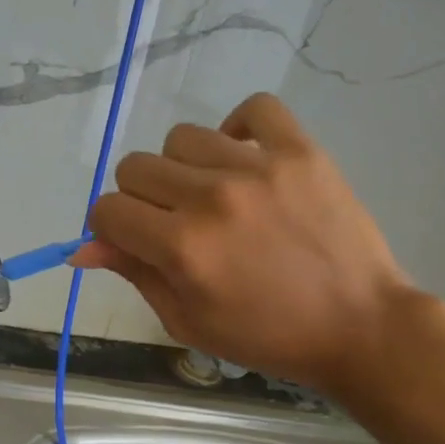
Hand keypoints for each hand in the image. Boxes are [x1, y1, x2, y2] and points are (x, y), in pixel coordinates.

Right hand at [75, 93, 415, 395]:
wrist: (362, 327)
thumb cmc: (267, 336)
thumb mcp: (187, 320)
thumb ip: (133, 274)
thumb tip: (82, 247)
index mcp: (181, 247)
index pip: (107, 210)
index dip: (109, 228)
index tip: (132, 240)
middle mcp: (211, 198)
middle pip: (135, 168)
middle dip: (140, 200)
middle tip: (174, 225)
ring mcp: (258, 167)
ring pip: (181, 137)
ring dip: (184, 168)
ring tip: (213, 195)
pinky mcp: (301, 151)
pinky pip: (254, 108)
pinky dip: (239, 128)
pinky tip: (243, 159)